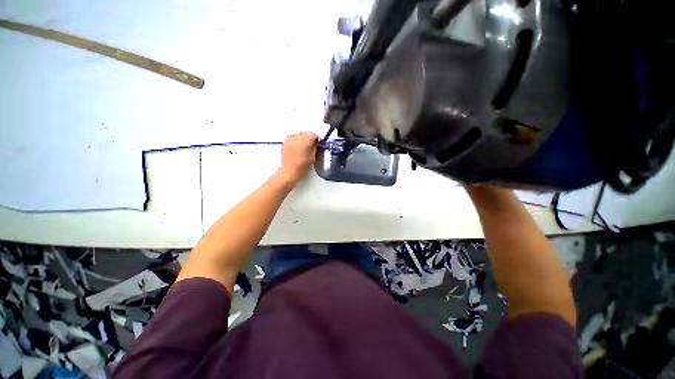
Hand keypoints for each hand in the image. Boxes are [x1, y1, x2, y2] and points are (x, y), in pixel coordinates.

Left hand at [280, 132, 318, 182]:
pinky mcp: (285, 143)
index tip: (318, 143)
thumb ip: (315, 148)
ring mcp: (289, 140)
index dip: (317, 139)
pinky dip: (296, 139)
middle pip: (306, 133)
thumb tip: (316, 143)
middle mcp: (296, 139)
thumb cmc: (301, 167)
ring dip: (303, 137)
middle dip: (310, 137)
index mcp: (304, 142)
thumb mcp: (312, 158)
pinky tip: (298, 145)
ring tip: (305, 145)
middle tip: (312, 145)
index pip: (313, 135)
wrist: (289, 172)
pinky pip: (292, 137)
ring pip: (299, 134)